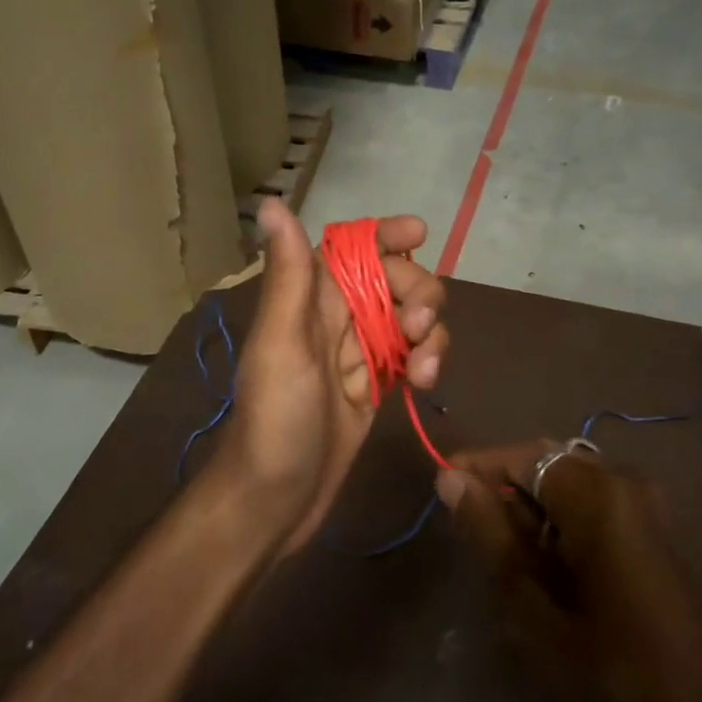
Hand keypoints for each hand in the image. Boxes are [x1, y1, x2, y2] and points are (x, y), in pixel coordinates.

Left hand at [222, 199, 447, 552]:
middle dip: (417, 292)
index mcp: (308, 299)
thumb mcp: (282, 344)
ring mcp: (358, 353)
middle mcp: (335, 318)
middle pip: (393, 279)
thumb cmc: (275, 420)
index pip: (351, 247)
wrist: (275, 498)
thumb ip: (289, 277)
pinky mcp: (375, 385)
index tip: (419, 234)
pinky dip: (426, 360)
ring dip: (428, 332)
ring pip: (409, 318)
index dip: (384, 235)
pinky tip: (424, 383)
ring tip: (423, 368)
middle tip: (417, 324)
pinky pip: (412, 355)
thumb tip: (273, 203)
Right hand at [439, 443, 701, 701]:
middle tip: (471, 533)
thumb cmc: (611, 668)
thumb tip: (451, 479)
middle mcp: (626, 483)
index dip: (478, 466)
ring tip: (506, 560)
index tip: (441, 487)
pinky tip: (546, 568)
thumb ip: (491, 534)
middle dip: (505, 491)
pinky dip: (560, 524)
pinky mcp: (653, 529)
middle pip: (548, 464)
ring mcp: (645, 506)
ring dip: (532, 511)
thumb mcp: (535, 605)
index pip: (523, 455)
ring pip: (568, 485)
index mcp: (599, 495)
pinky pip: (593, 505)